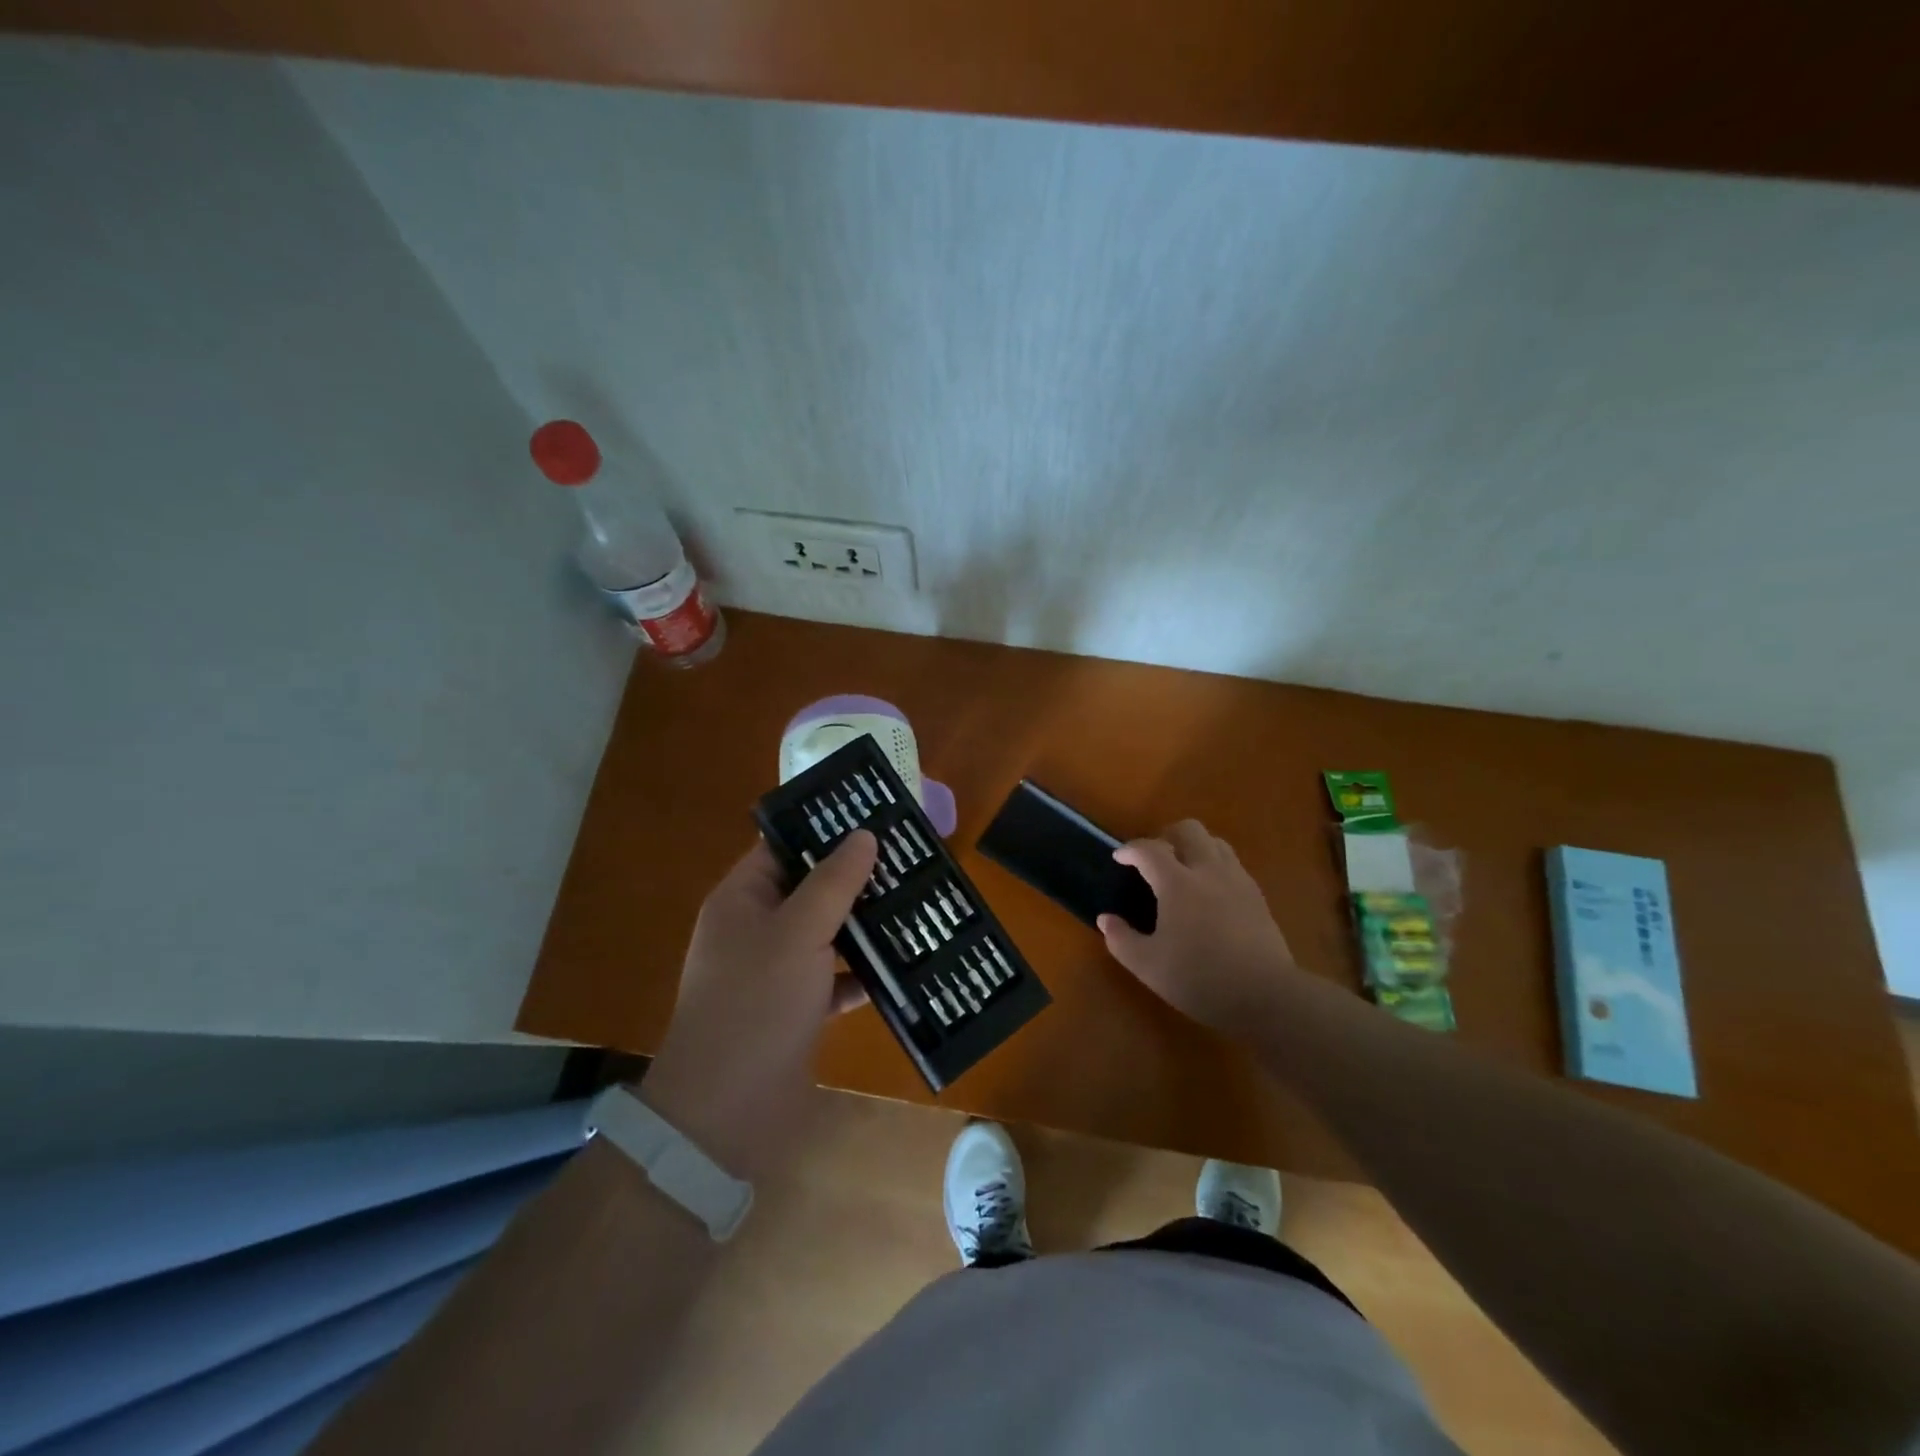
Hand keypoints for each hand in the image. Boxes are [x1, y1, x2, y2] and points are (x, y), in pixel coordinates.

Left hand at [640, 830, 878, 1181]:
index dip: (824, 828)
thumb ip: (833, 881)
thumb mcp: (797, 932)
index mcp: (743, 899)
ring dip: (865, 924)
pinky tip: (904, 965)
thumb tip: (864, 835)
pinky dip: (863, 973)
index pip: (783, 845)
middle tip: (909, 858)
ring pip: (827, 933)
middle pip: (810, 888)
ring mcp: (776, 972)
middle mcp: (757, 929)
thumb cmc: (756, 1005)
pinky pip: (835, 978)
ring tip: (917, 903)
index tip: (875, 815)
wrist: (725, 1115)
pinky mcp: (796, 1010)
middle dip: (856, 877)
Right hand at [1097, 820, 1298, 1034]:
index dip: (1130, 849)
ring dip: (1194, 847)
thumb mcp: (1148, 966)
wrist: (1266, 996)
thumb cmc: (1199, 978)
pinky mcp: (1257, 896)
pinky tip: (1210, 893)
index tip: (1119, 857)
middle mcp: (1208, 871)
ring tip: (1183, 871)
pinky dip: (1215, 866)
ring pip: (1215, 842)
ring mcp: (1237, 880)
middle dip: (1166, 836)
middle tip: (1155, 859)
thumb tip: (1105, 919)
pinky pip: (1233, 864)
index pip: (1149, 849)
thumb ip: (1121, 939)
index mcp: (1177, 883)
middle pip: (1188, 830)